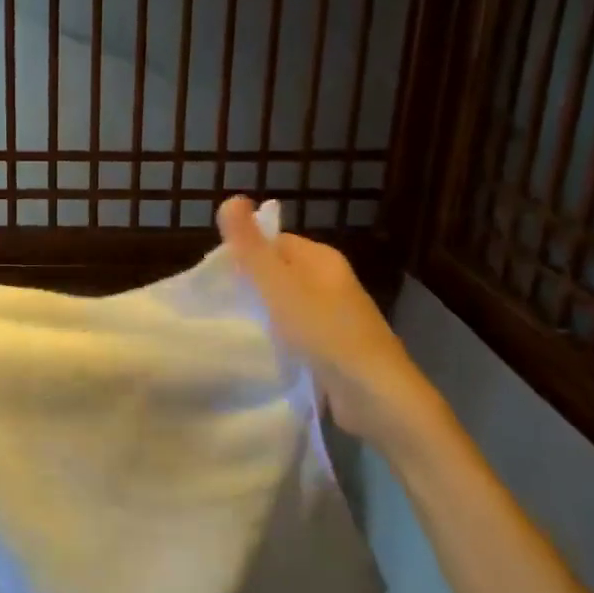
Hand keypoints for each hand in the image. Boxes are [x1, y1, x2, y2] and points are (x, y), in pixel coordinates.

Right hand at [216, 196, 453, 458]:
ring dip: (265, 313)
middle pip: (281, 272)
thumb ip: (251, 247)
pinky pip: (299, 331)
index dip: (246, 252)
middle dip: (253, 284)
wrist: (375, 394)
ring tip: (236, 325)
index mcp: (322, 259)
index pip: (275, 241)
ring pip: (289, 304)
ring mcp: (337, 316)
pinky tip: (263, 350)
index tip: (218, 275)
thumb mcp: (279, 285)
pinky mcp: (336, 347)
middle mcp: (332, 281)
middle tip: (222, 302)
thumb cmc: (325, 332)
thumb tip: (231, 198)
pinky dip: (280, 337)